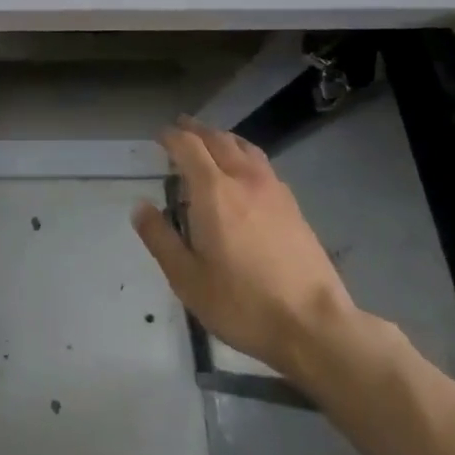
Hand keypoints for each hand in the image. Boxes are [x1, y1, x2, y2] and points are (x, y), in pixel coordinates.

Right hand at [132, 119, 363, 392]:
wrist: (315, 326)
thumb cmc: (242, 303)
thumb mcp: (187, 279)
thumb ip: (160, 238)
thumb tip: (140, 207)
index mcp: (213, 192)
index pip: (188, 146)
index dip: (171, 136)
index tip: (158, 136)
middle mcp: (244, 180)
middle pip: (218, 139)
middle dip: (196, 130)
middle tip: (180, 128)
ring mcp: (274, 191)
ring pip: (245, 148)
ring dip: (223, 138)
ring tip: (211, 142)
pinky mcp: (294, 207)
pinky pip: (263, 165)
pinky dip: (245, 155)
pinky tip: (244, 173)